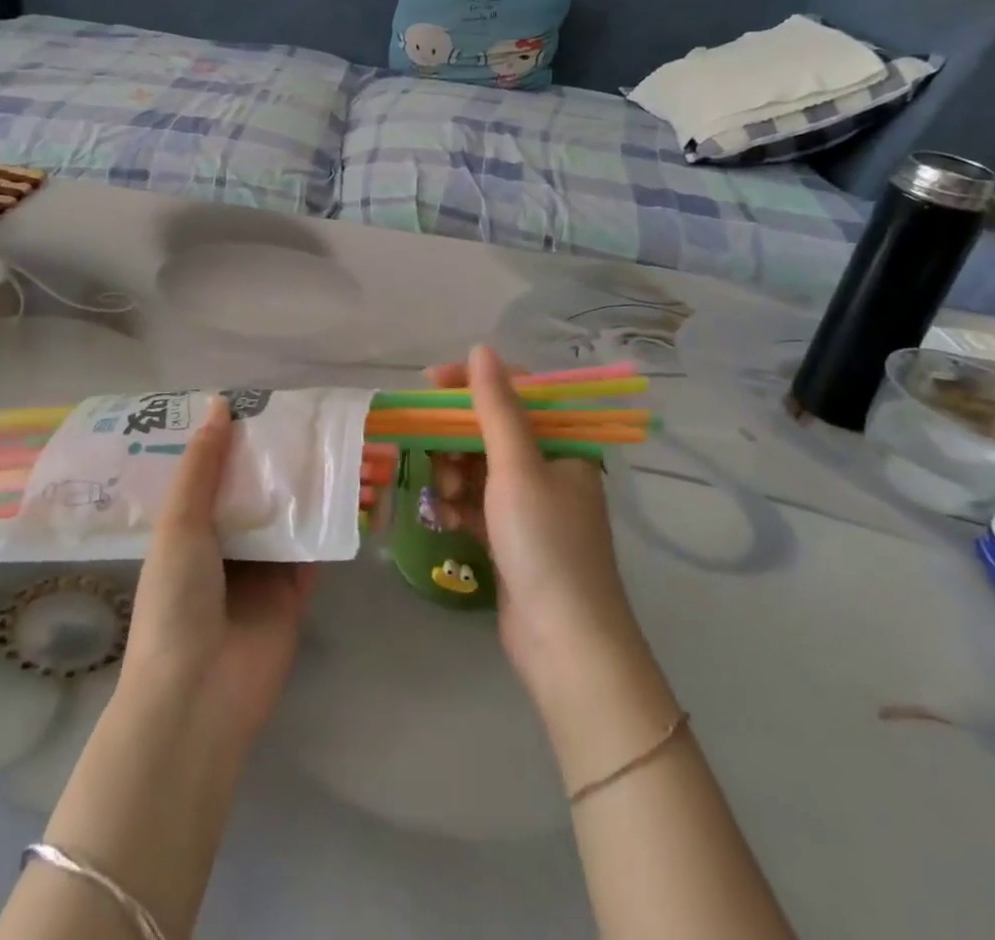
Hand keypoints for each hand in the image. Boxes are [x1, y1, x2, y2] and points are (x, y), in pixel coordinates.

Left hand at [122, 398, 317, 752]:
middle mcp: (228, 541)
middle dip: (286, 457)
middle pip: (261, 488)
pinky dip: (335, 520)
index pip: (219, 470)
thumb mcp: (180, 522)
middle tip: (319, 417)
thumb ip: (203, 465)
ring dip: (317, 483)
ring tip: (346, 444)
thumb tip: (220, 404)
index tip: (268, 401)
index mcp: (191, 525)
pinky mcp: (295, 591)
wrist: (199, 694)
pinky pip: (317, 546)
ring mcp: (263, 567)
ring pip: (293, 512)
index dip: (241, 438)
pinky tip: (357, 487)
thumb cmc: (176, 599)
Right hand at [426, 347, 648, 707]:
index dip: (472, 383)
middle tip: (429, 449)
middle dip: (457, 437)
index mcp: (564, 443)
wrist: (565, 644)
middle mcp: (550, 467)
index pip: (516, 392)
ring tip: (444, 493)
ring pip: (479, 466)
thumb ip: (496, 406)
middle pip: (492, 430)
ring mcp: (531, 504)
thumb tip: (481, 349)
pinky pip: (477, 502)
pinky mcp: (512, 536)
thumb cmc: (545, 543)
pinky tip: (444, 516)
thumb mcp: (517, 467)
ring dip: (454, 472)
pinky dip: (458, 503)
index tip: (430, 384)